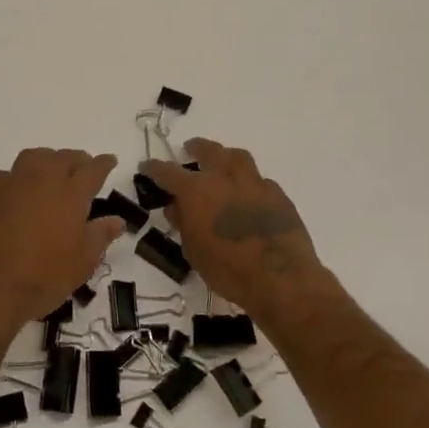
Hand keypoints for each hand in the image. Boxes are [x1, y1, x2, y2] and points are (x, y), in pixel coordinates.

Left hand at [0, 149, 124, 327]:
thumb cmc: (44, 278)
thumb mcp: (83, 262)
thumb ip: (100, 235)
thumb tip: (116, 220)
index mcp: (71, 193)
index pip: (93, 169)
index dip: (104, 163)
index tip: (109, 161)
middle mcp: (41, 179)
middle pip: (62, 157)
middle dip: (76, 160)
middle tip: (81, 170)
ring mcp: (10, 184)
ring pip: (32, 158)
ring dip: (46, 162)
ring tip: (49, 175)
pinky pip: (5, 176)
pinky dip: (15, 179)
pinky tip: (15, 194)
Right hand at [138, 139, 332, 324]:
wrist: (281, 279)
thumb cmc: (228, 270)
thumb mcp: (193, 251)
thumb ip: (183, 223)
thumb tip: (177, 207)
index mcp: (196, 191)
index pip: (167, 172)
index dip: (154, 168)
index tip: (147, 167)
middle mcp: (224, 178)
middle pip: (208, 150)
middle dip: (196, 148)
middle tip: (189, 150)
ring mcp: (254, 183)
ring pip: (237, 157)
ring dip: (224, 156)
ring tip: (221, 163)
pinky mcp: (278, 194)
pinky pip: (259, 179)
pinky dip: (248, 182)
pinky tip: (248, 195)